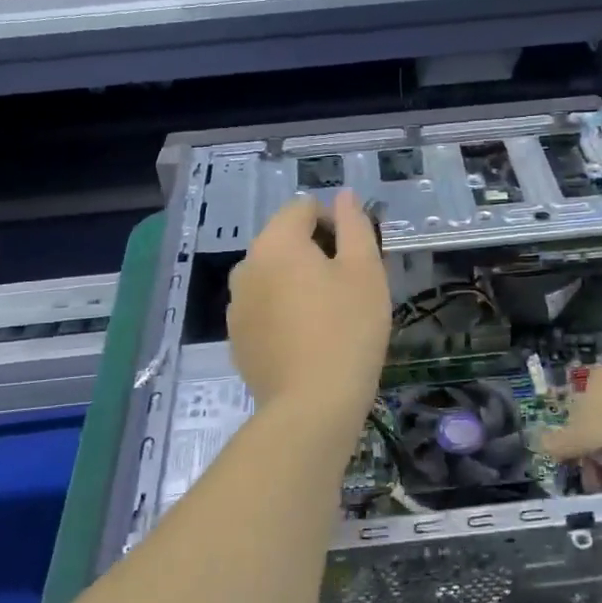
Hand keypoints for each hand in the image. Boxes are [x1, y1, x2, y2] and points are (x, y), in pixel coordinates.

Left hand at [227, 191, 390, 425]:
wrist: (312, 407)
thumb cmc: (348, 330)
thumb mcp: (365, 270)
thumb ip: (354, 225)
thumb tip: (344, 195)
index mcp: (276, 242)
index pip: (303, 208)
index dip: (335, 223)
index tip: (356, 258)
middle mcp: (246, 266)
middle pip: (285, 241)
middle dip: (316, 253)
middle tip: (348, 288)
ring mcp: (236, 305)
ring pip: (273, 276)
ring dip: (298, 283)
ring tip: (329, 316)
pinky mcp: (237, 338)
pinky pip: (264, 308)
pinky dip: (283, 312)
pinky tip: (307, 341)